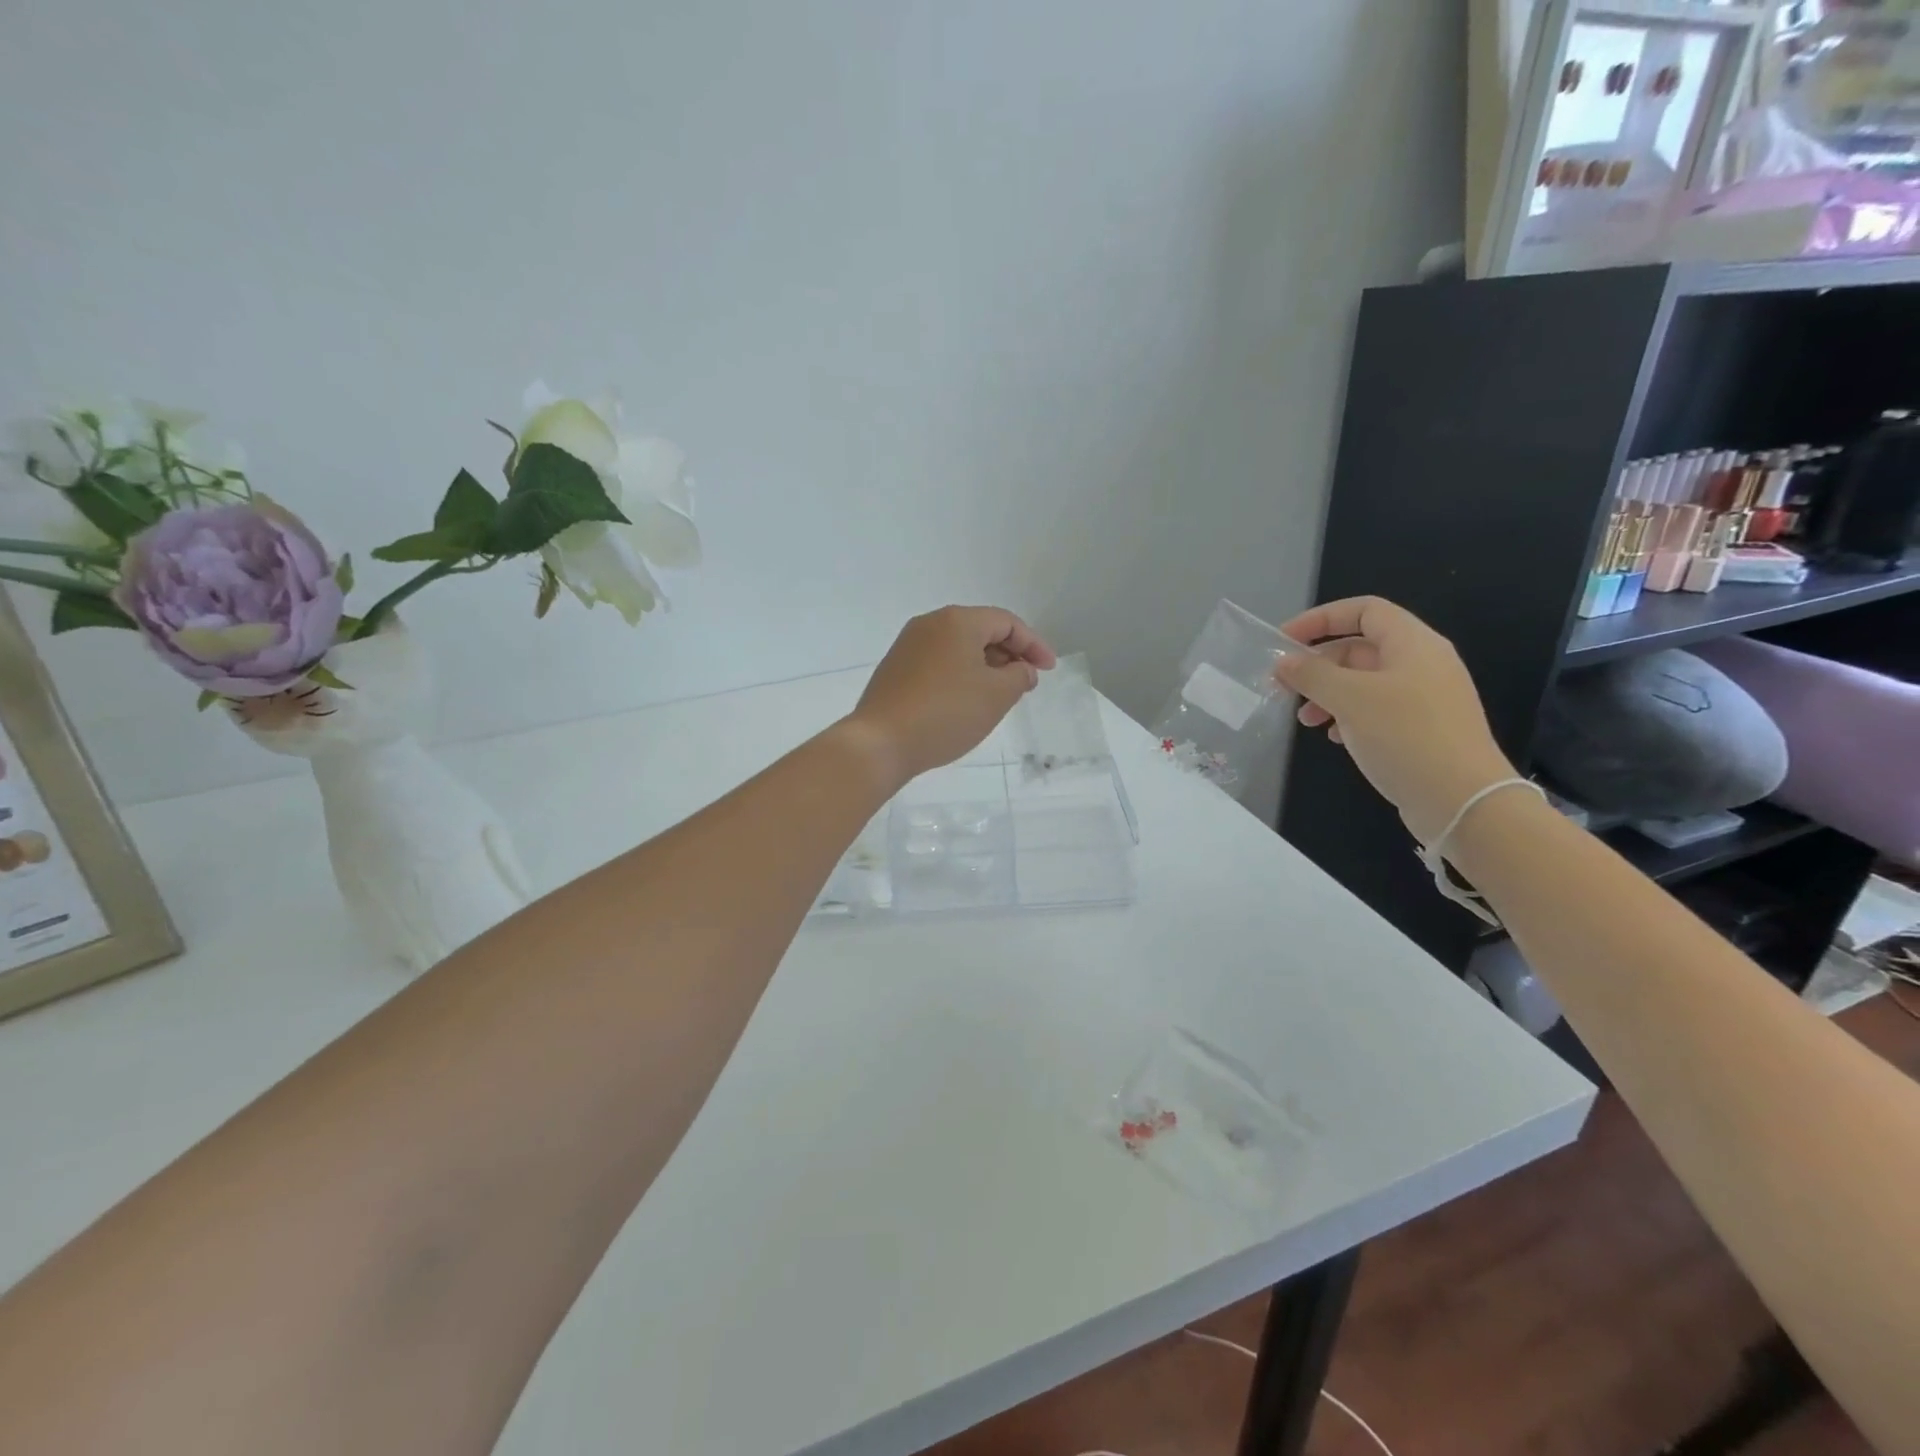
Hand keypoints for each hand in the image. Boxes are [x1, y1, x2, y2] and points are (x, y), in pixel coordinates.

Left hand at [844, 606, 1056, 786]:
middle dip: (1009, 654)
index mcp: (957, 620)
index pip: (1007, 622)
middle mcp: (930, 623)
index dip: (1033, 644)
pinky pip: (939, 662)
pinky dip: (961, 674)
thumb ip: (1019, 676)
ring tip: (1000, 694)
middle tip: (1026, 682)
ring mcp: (908, 645)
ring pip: (959, 647)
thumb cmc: (946, 713)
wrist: (880, 742)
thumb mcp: (996, 695)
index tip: (1049, 669)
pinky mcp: (895, 668)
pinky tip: (966, 700)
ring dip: (985, 666)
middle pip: (981, 630)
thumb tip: (1021, 669)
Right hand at [1273, 597, 1514, 843]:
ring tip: (1304, 719)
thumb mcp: (1350, 699)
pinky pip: (1375, 710)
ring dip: (1327, 694)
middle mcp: (1421, 663)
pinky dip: (1347, 716)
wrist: (1463, 801)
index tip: (1284, 641)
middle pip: (1359, 648)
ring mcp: (1423, 698)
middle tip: (1284, 687)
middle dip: (1317, 665)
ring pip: (1363, 682)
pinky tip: (1332, 738)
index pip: (1363, 610)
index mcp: (1412, 644)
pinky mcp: (1420, 729)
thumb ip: (1312, 675)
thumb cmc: (1406, 737)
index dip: (1321, 619)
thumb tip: (1283, 662)